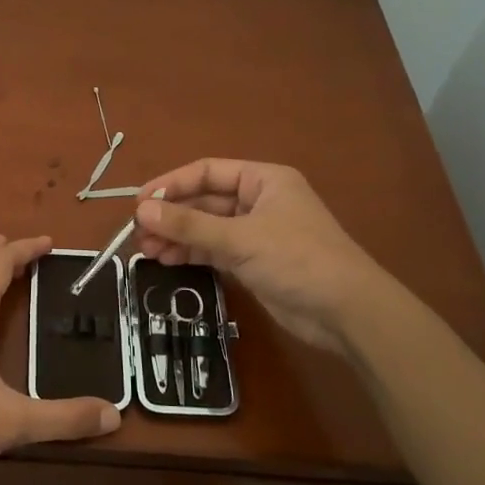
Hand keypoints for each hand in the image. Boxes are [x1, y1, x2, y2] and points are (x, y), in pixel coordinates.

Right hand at [134, 160, 387, 354]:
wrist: (347, 312)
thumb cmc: (297, 260)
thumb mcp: (240, 238)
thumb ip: (189, 225)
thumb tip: (142, 211)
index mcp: (264, 180)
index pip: (208, 172)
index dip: (172, 184)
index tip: (139, 202)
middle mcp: (259, 201)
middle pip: (205, 201)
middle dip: (172, 216)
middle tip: (137, 232)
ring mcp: (257, 233)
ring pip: (208, 228)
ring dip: (178, 236)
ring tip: (146, 250)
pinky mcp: (255, 262)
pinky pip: (216, 250)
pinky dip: (193, 253)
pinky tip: (168, 261)